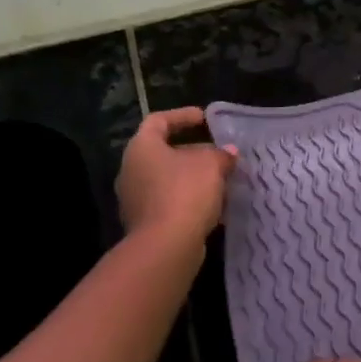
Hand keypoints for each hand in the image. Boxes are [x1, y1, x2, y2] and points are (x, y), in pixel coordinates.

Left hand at [116, 108, 236, 246]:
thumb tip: (229, 153)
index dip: (182, 116)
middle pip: (164, 152)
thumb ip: (221, 154)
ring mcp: (135, 199)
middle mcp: (131, 170)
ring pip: (168, 180)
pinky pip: (170, 202)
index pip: (158, 121)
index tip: (205, 119)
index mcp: (142, 148)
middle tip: (219, 153)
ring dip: (194, 178)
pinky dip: (190, 199)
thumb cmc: (185, 192)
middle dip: (194, 152)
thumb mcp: (212, 165)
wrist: (166, 245)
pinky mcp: (145, 223)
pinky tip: (214, 205)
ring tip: (222, 180)